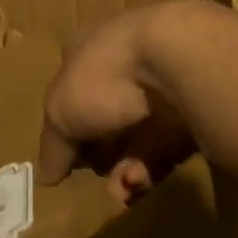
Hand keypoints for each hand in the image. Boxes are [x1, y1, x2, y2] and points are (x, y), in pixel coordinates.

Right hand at [38, 4, 198, 202]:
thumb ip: (54, 145)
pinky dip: (153, 165)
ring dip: (127, 167)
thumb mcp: (61, 112)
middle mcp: (126, 59)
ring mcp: (162, 79)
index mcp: (89, 47)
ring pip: (139, 132)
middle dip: (101, 152)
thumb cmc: (104, 75)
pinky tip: (141, 182)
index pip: (72, 84)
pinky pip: (167, 142)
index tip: (66, 155)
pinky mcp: (191, 104)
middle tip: (97, 179)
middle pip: (107, 112)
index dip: (67, 121)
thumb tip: (45, 176)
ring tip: (122, 189)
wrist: (177, 58)